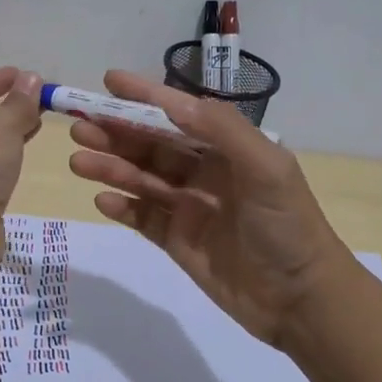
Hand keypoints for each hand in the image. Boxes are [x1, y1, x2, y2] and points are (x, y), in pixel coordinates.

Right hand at [66, 71, 350, 347]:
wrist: (302, 300)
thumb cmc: (287, 226)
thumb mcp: (266, 168)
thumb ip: (222, 129)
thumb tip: (173, 101)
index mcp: (228, 148)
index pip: (179, 114)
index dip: (145, 96)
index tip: (108, 81)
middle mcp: (205, 172)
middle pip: (152, 145)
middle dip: (116, 133)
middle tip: (79, 126)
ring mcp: (189, 207)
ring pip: (142, 180)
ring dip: (111, 167)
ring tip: (79, 161)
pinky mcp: (179, 241)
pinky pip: (143, 218)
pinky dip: (123, 207)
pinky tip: (102, 200)